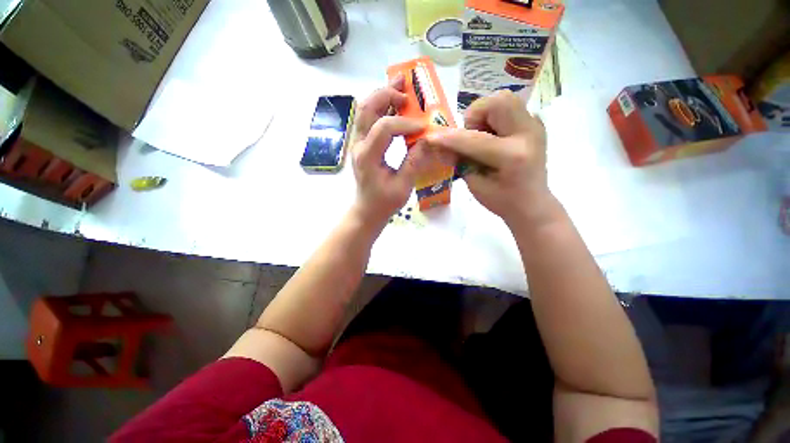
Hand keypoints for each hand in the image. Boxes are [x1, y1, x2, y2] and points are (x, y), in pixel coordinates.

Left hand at [350, 75, 429, 225]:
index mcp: (368, 157)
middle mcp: (359, 145)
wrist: (367, 210)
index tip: (423, 128)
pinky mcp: (363, 144)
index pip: (384, 128)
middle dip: (387, 95)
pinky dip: (382, 107)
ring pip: (365, 110)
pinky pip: (369, 119)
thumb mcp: (402, 186)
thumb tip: (427, 139)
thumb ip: (414, 162)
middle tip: (407, 91)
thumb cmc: (384, 203)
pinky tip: (395, 103)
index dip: (405, 123)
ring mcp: (358, 143)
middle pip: (367, 109)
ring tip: (400, 85)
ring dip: (382, 95)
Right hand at [427, 91, 553, 226]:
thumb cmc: (502, 201)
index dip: (449, 139)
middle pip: (498, 101)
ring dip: (484, 114)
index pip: (474, 140)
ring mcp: (534, 126)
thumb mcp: (475, 185)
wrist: (532, 204)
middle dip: (475, 115)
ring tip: (482, 137)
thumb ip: (459, 162)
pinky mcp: (534, 124)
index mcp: (513, 157)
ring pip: (504, 99)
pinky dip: (493, 118)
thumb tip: (439, 145)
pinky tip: (493, 138)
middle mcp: (528, 134)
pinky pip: (509, 108)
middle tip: (471, 136)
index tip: (431, 138)